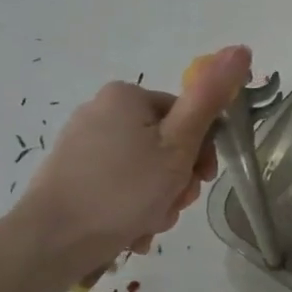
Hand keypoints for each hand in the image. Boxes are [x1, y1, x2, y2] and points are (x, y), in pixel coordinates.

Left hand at [11, 46, 251, 284]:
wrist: (50, 242)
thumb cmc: (123, 190)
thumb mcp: (179, 145)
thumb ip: (210, 98)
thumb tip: (241, 48)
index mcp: (126, 96)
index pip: (187, 116)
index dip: (202, 151)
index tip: (201, 181)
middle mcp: (100, 111)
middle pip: (165, 144)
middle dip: (177, 181)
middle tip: (174, 207)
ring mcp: (81, 144)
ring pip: (143, 169)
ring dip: (158, 199)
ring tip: (149, 225)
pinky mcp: (70, 174)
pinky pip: (117, 185)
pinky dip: (131, 207)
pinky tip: (131, 232)